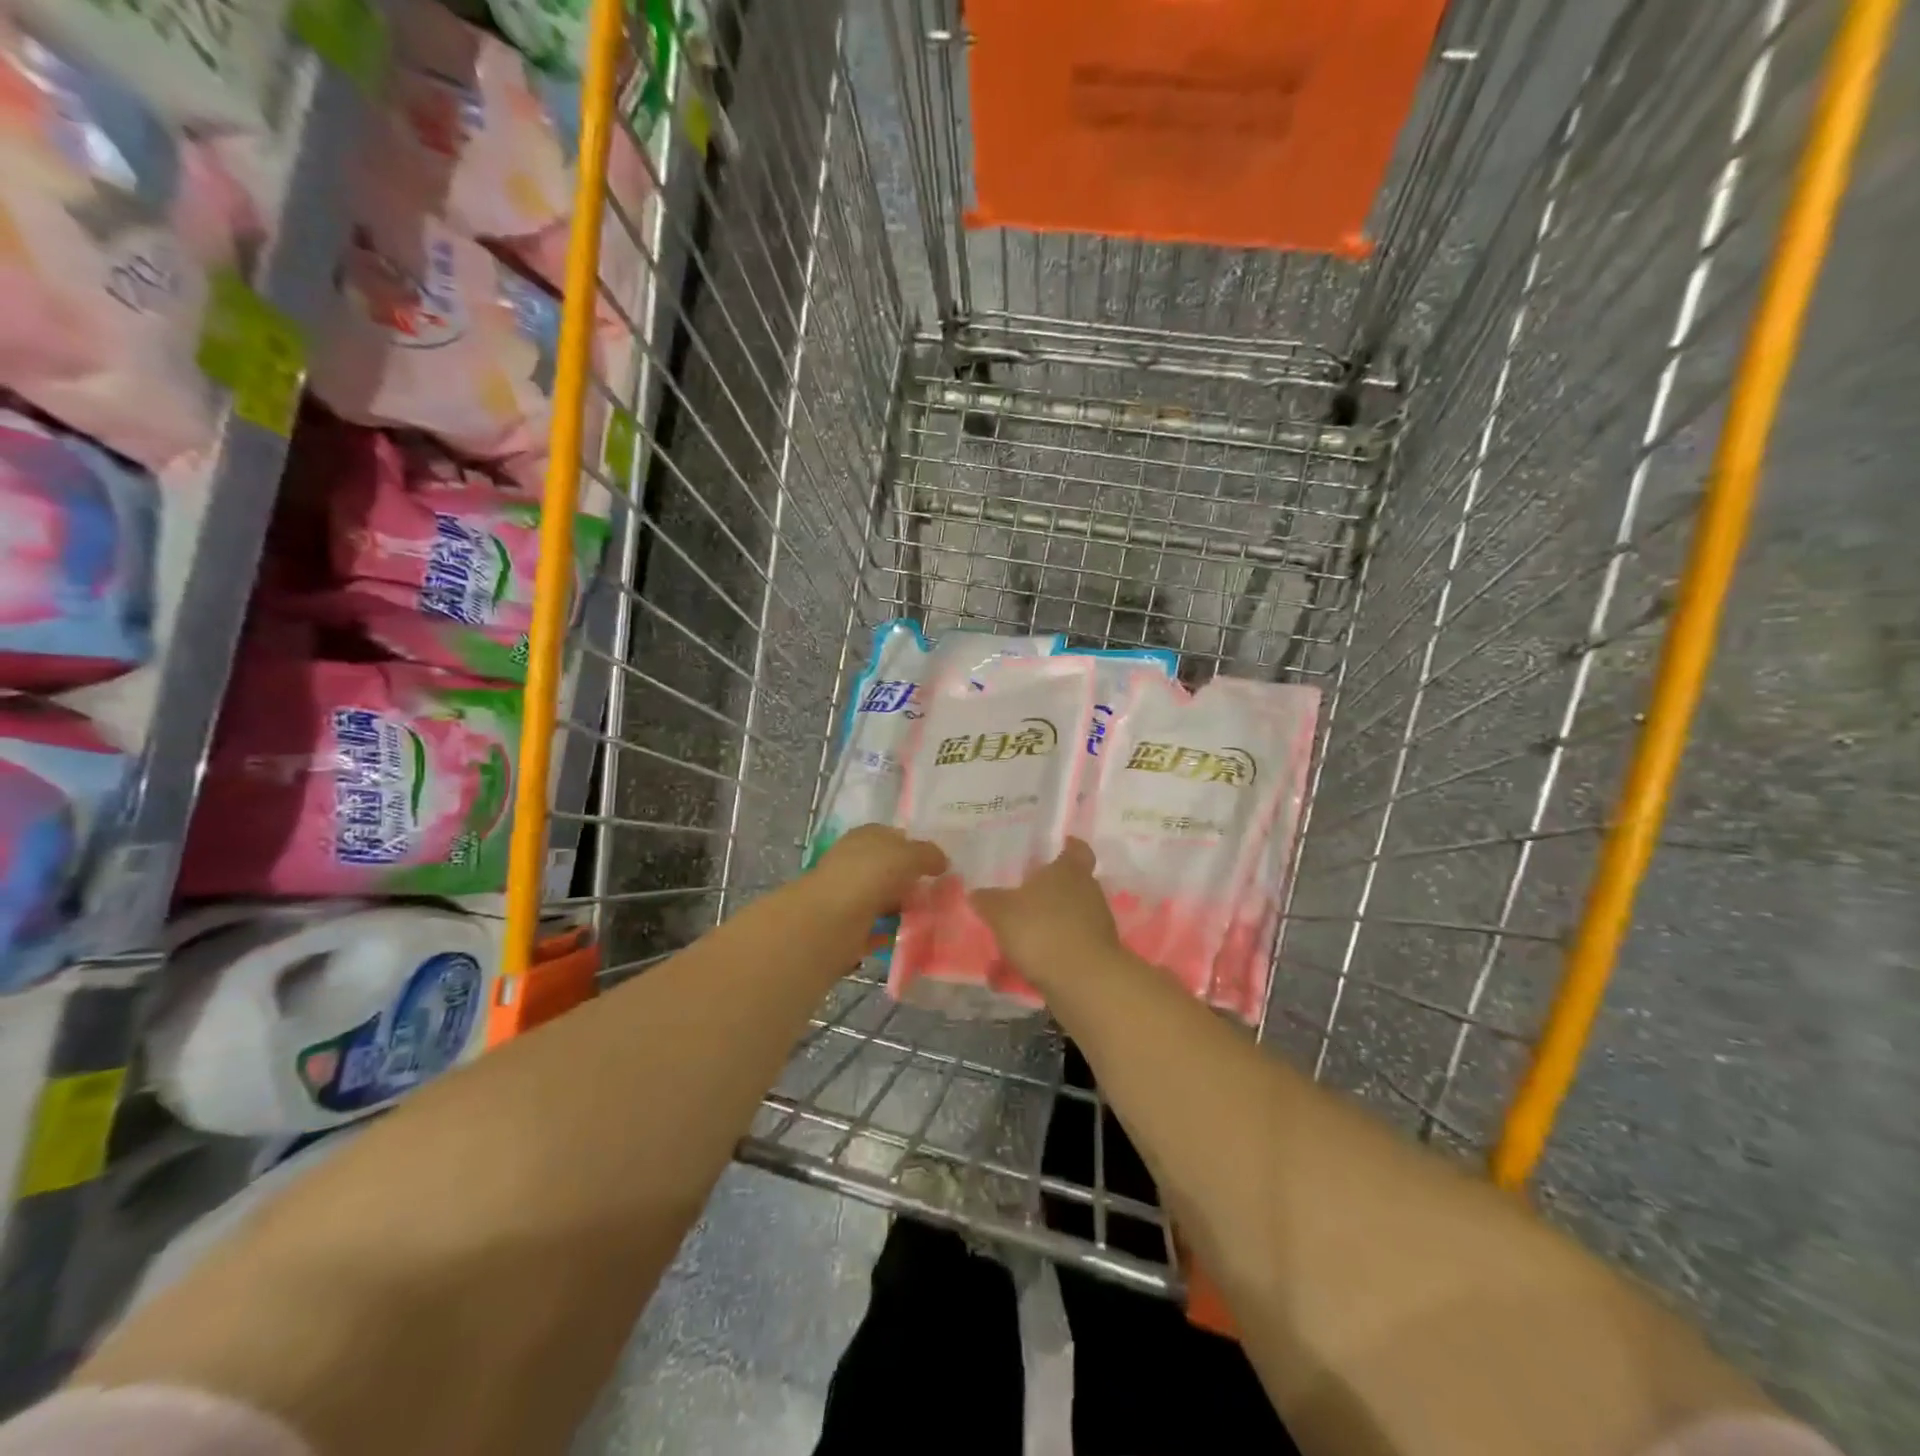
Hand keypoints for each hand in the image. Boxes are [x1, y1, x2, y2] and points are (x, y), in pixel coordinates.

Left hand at [809, 824, 947, 921]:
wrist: (829, 922)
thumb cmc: (869, 875)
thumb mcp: (907, 855)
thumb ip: (928, 854)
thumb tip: (942, 861)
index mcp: (865, 837)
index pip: (893, 836)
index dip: (915, 847)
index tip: (940, 864)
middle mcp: (855, 862)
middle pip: (889, 868)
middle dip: (912, 879)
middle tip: (942, 892)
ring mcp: (849, 895)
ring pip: (884, 898)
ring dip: (903, 906)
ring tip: (932, 916)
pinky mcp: (848, 926)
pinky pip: (877, 928)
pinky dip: (892, 932)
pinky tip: (912, 936)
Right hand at [971, 838, 1119, 983]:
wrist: (1083, 980)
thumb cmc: (1041, 929)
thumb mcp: (1001, 912)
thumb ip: (988, 900)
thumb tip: (976, 892)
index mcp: (1069, 870)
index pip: (1076, 849)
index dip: (1068, 847)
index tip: (1059, 847)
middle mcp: (1088, 891)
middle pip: (1071, 884)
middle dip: (1048, 892)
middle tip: (1021, 898)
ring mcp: (1097, 924)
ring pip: (1068, 917)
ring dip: (1046, 925)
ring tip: (1015, 940)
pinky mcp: (1097, 954)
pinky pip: (1067, 947)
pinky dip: (1049, 954)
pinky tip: (1022, 970)